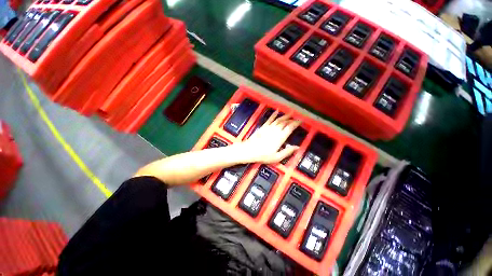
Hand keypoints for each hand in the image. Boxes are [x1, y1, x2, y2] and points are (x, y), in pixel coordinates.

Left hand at [234, 111, 301, 163]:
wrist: (249, 150)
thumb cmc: (263, 155)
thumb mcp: (277, 157)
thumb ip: (287, 152)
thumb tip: (297, 147)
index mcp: (280, 137)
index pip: (290, 128)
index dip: (296, 123)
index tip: (300, 121)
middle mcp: (275, 130)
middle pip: (285, 122)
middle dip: (291, 119)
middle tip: (296, 117)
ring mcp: (268, 127)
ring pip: (278, 119)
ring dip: (285, 116)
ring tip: (290, 113)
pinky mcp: (263, 127)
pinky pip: (270, 119)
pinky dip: (274, 115)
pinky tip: (277, 111)